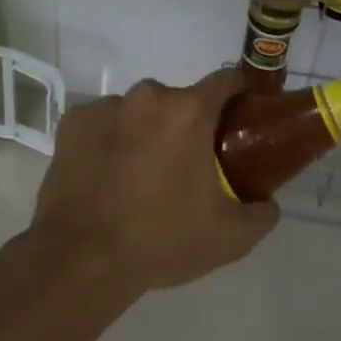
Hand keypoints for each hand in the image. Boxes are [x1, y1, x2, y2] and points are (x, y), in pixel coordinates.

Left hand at [26, 70, 279, 298]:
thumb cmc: (162, 240)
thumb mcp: (230, 237)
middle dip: (188, 125)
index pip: (226, 80)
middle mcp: (147, 96)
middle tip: (189, 165)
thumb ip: (262, 212)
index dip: (241, 92)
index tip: (245, 114)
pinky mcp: (72, 123)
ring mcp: (104, 106)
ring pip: (139, 111)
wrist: (81, 259)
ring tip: (142, 175)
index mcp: (188, 111)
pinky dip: (110, 140)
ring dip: (147, 132)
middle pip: (179, 100)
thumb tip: (267, 202)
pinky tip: (108, 174)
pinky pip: (104, 123)